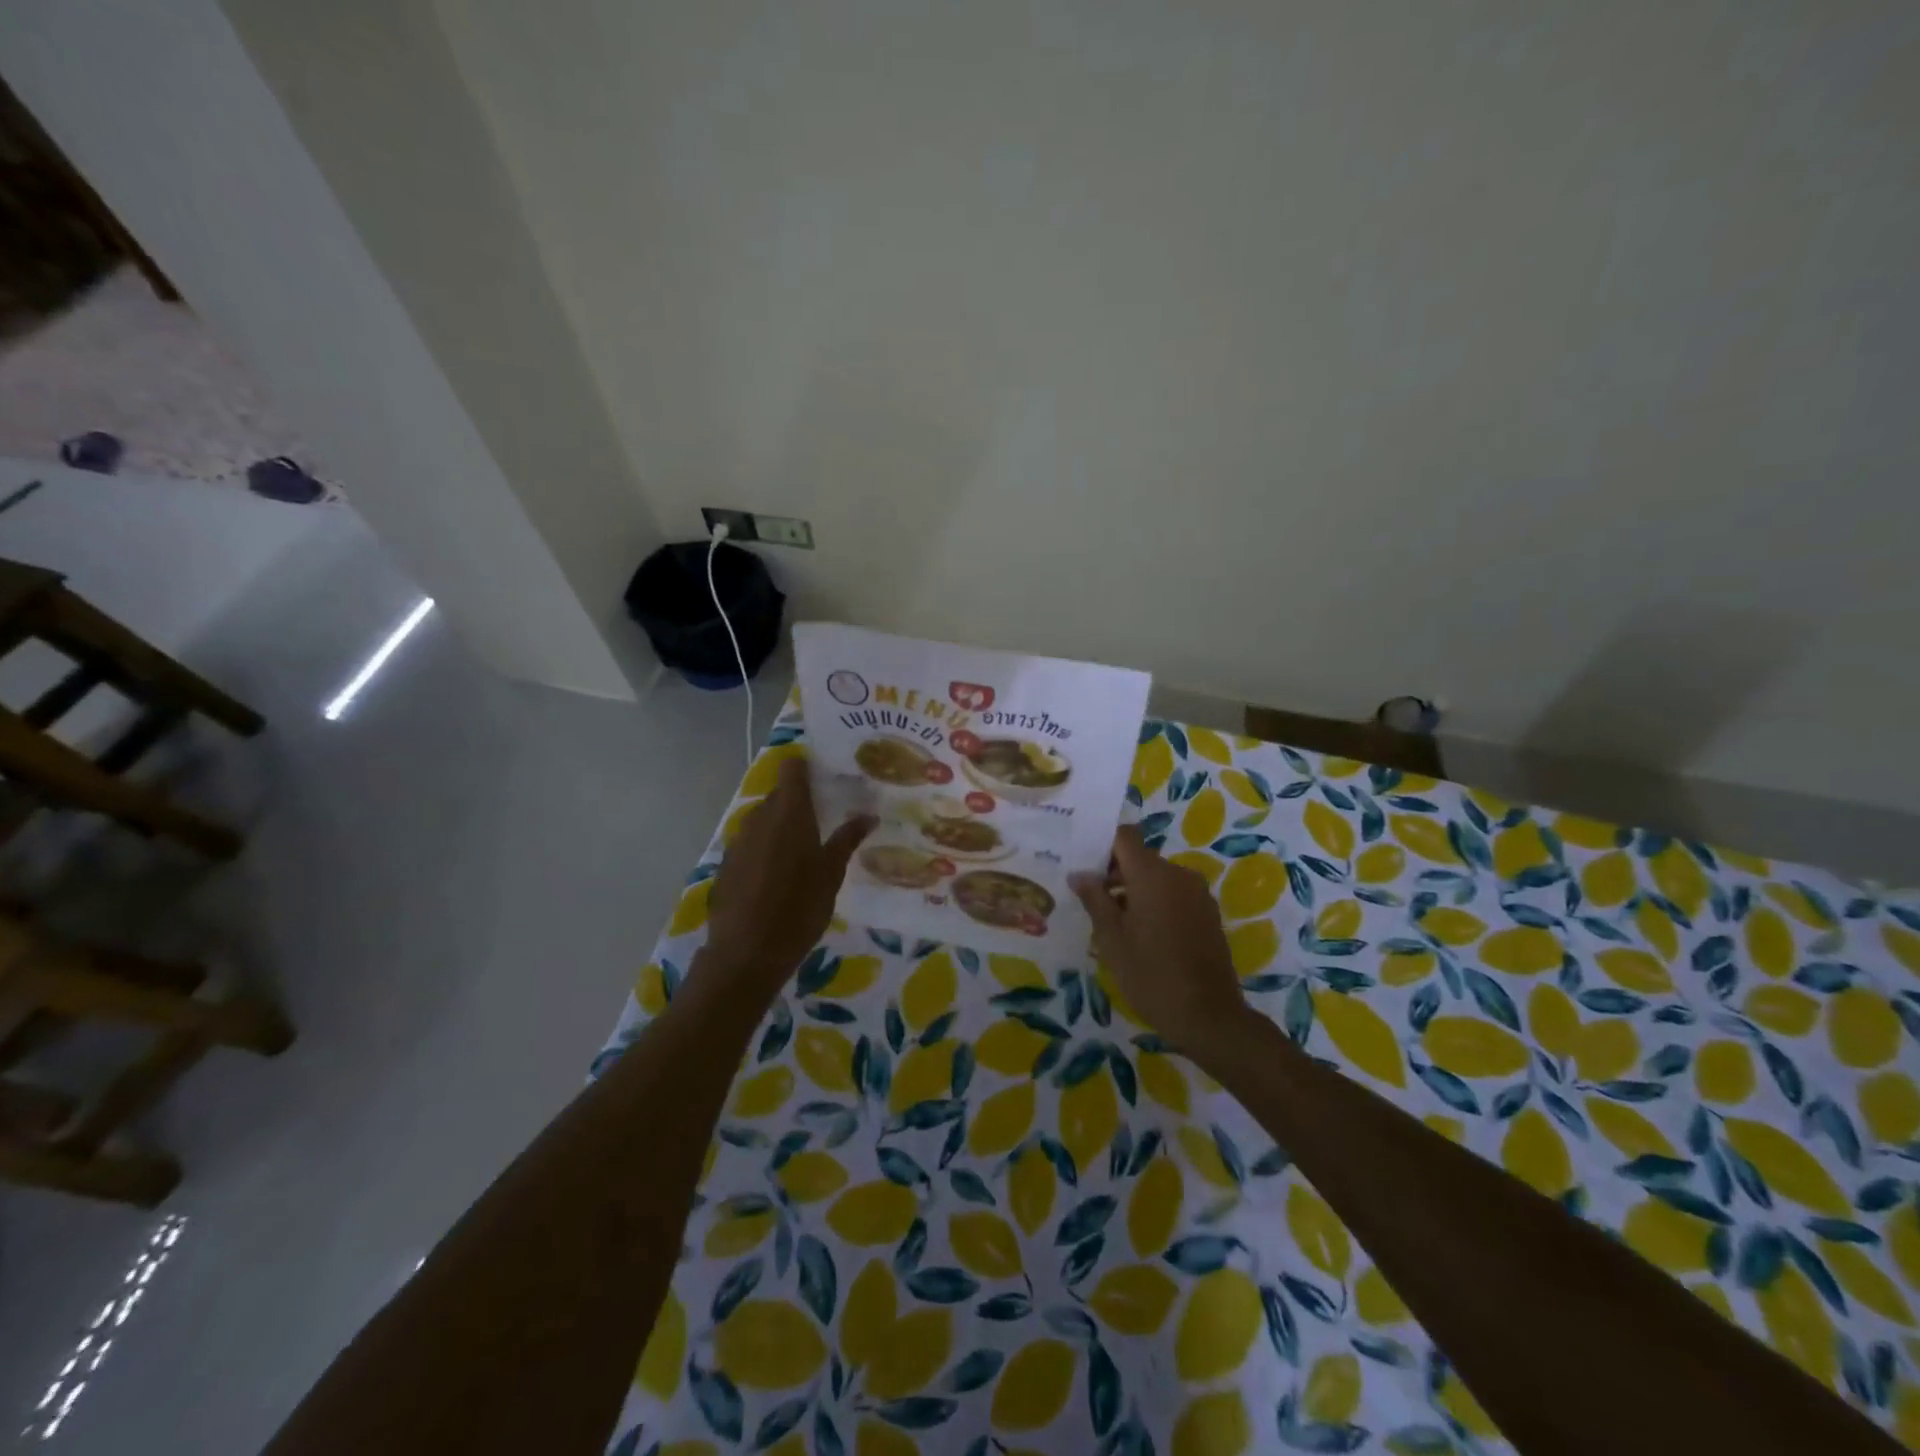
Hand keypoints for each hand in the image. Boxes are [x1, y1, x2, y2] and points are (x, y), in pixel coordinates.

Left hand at [703, 758, 874, 991]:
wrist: (747, 952)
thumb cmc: (799, 907)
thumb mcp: (831, 874)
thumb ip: (847, 839)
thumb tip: (868, 815)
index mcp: (789, 812)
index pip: (792, 768)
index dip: (806, 766)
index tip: (826, 774)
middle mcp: (760, 817)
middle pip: (779, 794)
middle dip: (800, 800)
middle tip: (826, 815)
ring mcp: (739, 840)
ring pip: (764, 819)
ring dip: (782, 825)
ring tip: (805, 846)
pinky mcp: (727, 864)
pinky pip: (751, 843)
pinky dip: (766, 848)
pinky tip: (780, 873)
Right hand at [1070, 825, 1246, 1048]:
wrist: (1208, 1016)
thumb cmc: (1150, 974)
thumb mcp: (1111, 938)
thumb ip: (1094, 899)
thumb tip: (1079, 873)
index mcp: (1152, 874)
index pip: (1125, 836)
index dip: (1103, 846)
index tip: (1085, 868)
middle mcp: (1179, 874)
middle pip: (1141, 858)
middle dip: (1116, 874)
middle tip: (1093, 902)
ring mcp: (1198, 894)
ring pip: (1158, 878)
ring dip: (1136, 891)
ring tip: (1116, 924)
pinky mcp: (1208, 914)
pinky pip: (1175, 895)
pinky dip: (1157, 904)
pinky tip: (1144, 936)